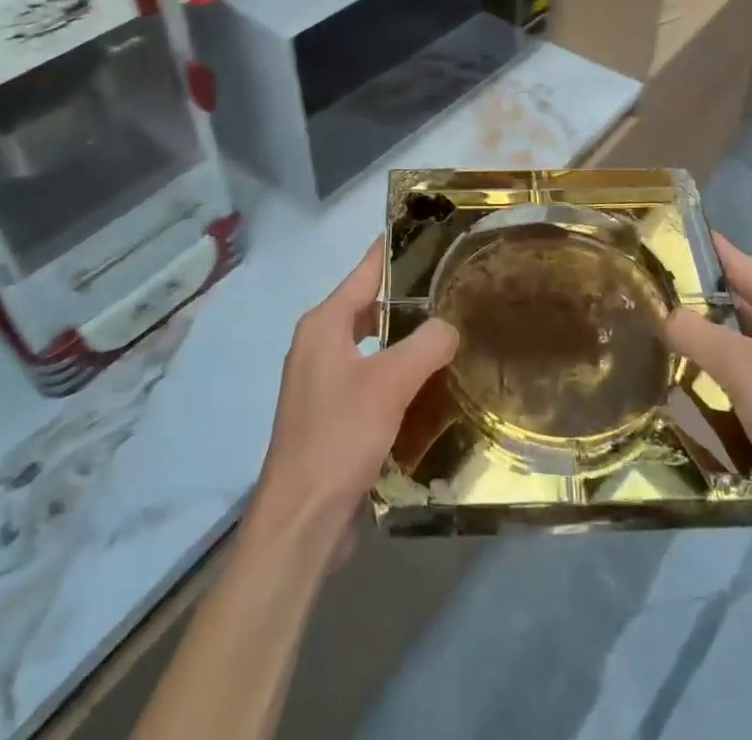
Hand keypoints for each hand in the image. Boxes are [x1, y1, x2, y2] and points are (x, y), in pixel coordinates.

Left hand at [251, 239, 458, 547]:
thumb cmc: (340, 437)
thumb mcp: (390, 383)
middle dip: (405, 297)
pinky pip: (368, 378)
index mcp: (324, 325)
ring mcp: (321, 383)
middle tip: (450, 287)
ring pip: (370, 345)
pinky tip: (427, 384)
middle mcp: (317, 345)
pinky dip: (395, 373)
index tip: (424, 230)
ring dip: (402, 339)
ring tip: (447, 332)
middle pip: (368, 307)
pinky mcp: (330, 416)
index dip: (392, 251)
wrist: (301, 521)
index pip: (364, 273)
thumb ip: (426, 344)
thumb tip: (449, 325)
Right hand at [663, 233, 751, 542]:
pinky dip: (704, 377)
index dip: (697, 249)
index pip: (737, 264)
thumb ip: (696, 334)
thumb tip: (660, 314)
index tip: (653, 237)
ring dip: (693, 344)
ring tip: (639, 331)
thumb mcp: (744, 368)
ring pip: (727, 344)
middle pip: (730, 305)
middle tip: (635, 291)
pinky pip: (731, 379)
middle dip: (687, 301)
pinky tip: (666, 378)